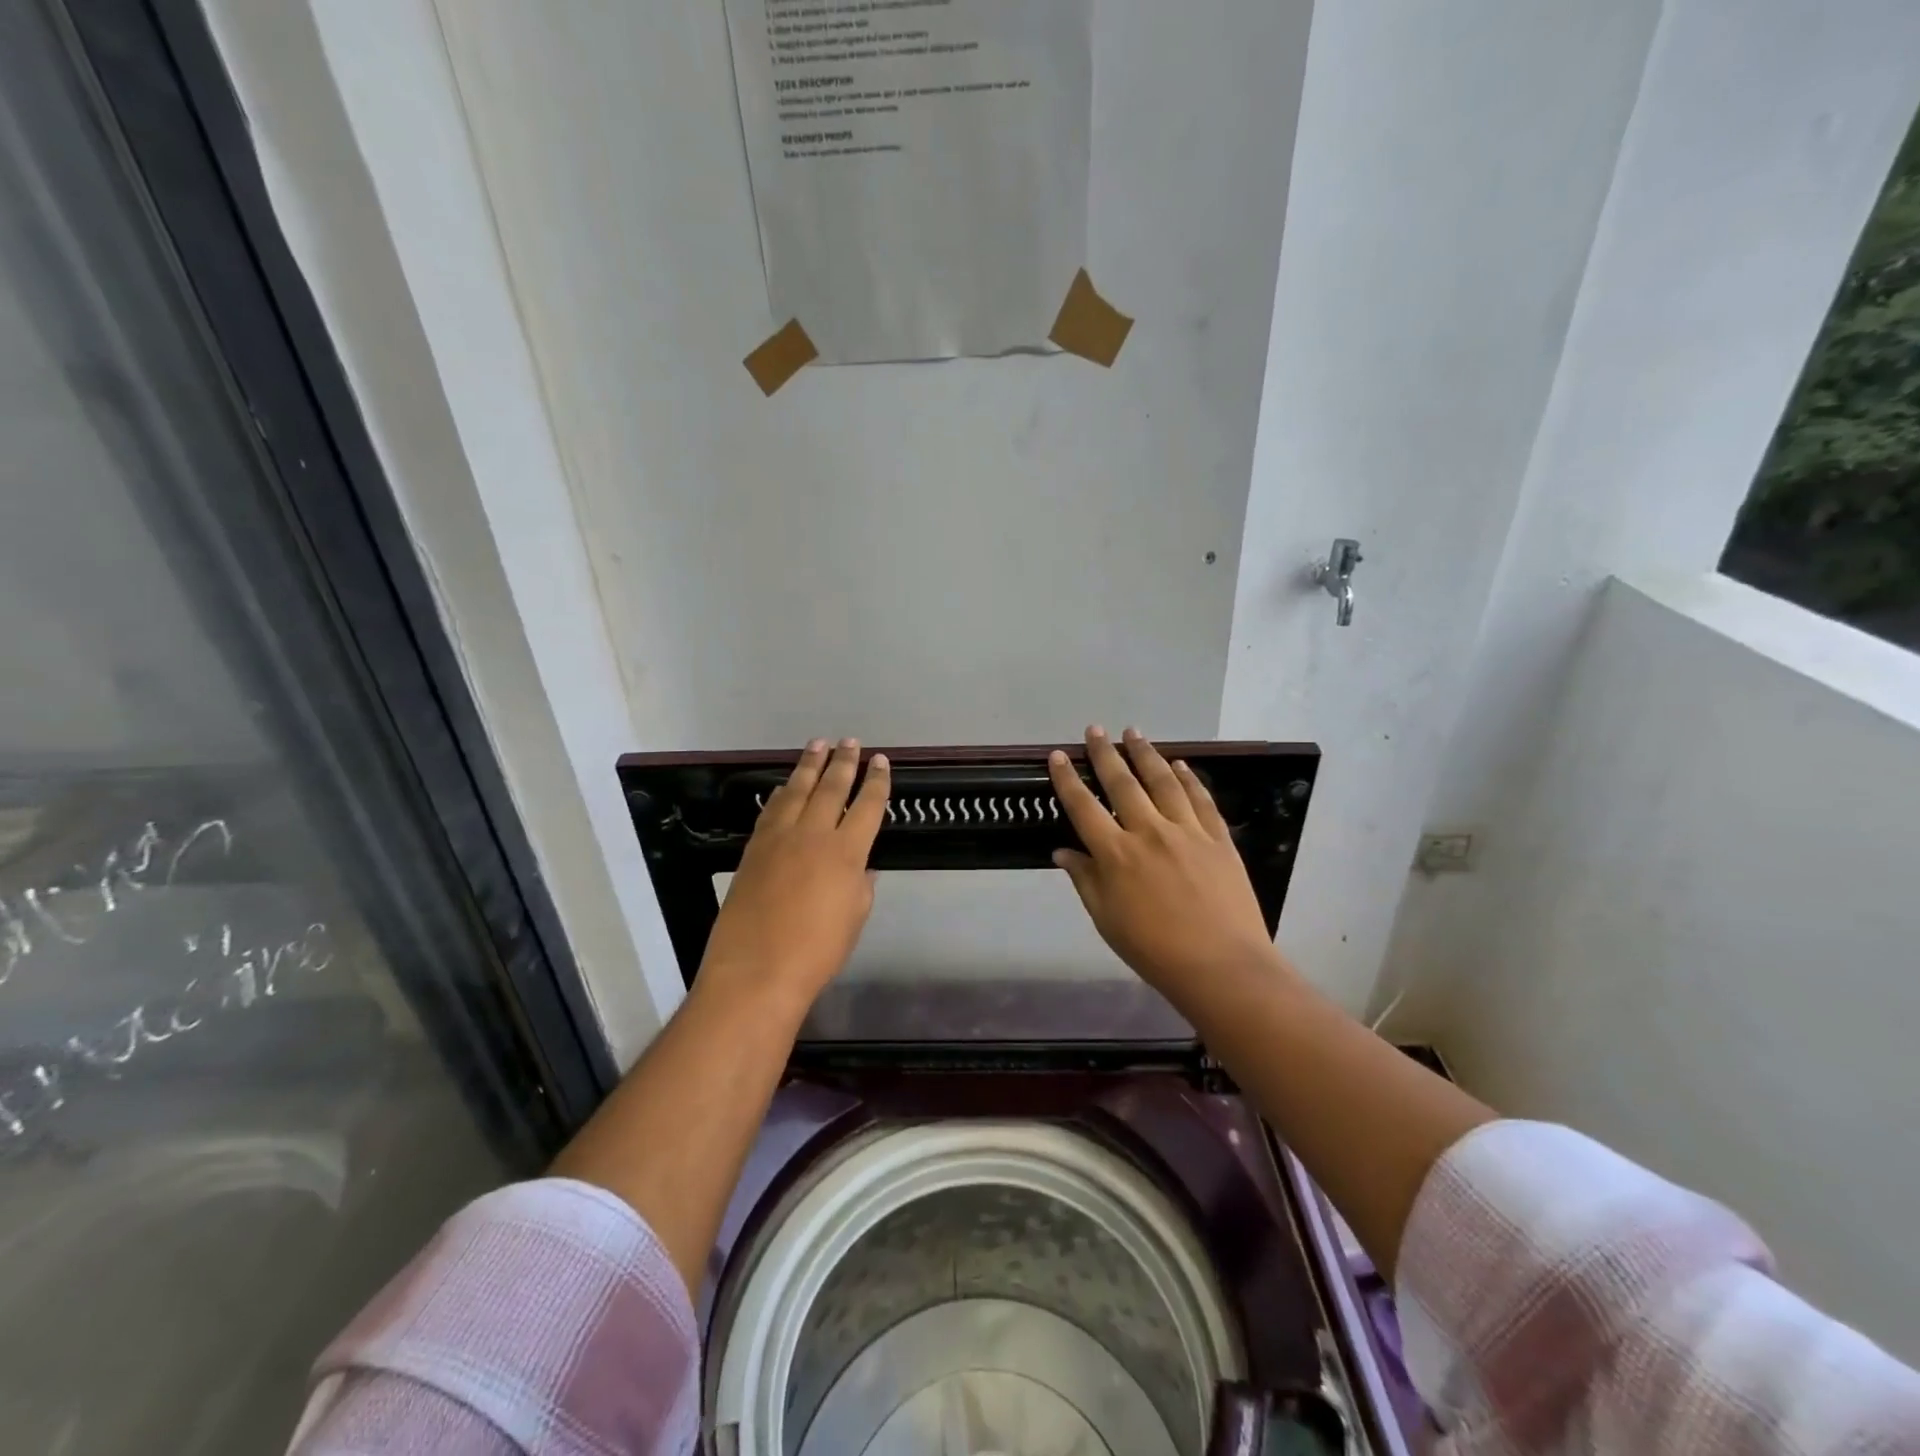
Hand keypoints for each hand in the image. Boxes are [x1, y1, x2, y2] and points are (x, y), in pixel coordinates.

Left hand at [699, 738, 889, 1012]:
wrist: (757, 969)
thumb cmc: (817, 951)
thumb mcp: (854, 917)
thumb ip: (860, 884)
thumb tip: (860, 864)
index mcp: (847, 852)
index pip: (868, 806)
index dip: (877, 782)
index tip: (881, 762)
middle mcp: (814, 834)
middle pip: (832, 788)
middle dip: (844, 762)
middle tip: (850, 742)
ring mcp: (780, 838)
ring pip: (798, 790)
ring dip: (810, 765)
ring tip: (818, 744)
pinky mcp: (754, 848)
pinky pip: (772, 809)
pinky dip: (782, 792)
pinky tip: (786, 785)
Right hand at [1049, 726, 1287, 1006]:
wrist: (1221, 965)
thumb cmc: (1154, 949)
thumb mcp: (1106, 920)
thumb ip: (1085, 880)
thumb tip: (1062, 851)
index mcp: (1116, 854)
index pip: (1084, 807)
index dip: (1068, 779)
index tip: (1059, 755)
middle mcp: (1149, 832)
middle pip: (1122, 784)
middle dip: (1105, 754)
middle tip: (1095, 729)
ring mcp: (1187, 831)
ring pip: (1163, 782)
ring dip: (1146, 754)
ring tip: (1134, 732)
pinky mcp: (1218, 838)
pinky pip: (1200, 799)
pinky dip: (1188, 778)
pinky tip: (1180, 765)